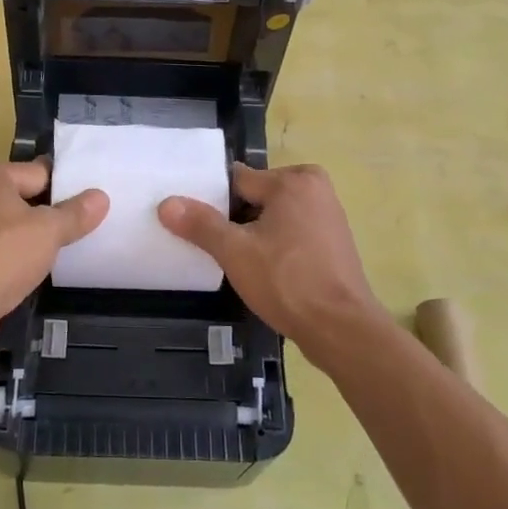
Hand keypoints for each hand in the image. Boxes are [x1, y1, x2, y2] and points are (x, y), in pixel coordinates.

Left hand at [0, 157, 107, 345]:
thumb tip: (100, 197)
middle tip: (65, 236)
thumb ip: (76, 213)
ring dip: (16, 236)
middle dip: (37, 215)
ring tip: (42, 257)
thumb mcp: (49, 232)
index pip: (35, 174)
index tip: (79, 211)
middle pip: (13, 196)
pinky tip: (14, 273)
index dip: (61, 192)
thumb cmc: (1, 257)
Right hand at [159, 163, 384, 371]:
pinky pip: (292, 231)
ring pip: (274, 215)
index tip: (196, 222)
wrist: (341, 329)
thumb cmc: (287, 282)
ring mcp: (328, 216)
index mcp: (294, 181)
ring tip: (234, 258)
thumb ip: (200, 224)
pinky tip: (262, 269)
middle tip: (215, 244)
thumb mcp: (234, 252)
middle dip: (235, 217)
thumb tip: (166, 203)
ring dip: (255, 233)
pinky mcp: (333, 242)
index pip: (238, 179)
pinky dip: (275, 244)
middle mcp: (316, 189)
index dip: (213, 200)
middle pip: (257, 195)